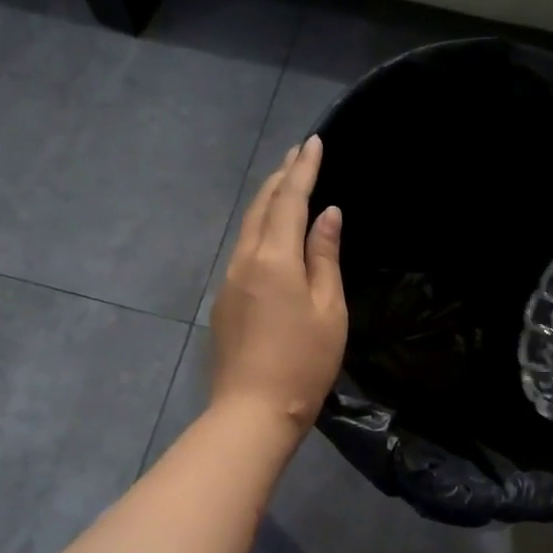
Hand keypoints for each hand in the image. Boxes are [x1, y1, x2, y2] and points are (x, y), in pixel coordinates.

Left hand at [209, 136, 347, 433]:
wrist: (252, 410)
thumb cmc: (303, 363)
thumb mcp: (328, 309)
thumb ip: (325, 257)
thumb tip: (327, 215)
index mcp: (275, 258)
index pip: (290, 200)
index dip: (303, 169)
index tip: (313, 141)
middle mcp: (245, 260)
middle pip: (262, 207)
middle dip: (281, 177)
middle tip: (299, 154)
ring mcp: (229, 280)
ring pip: (248, 227)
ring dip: (267, 201)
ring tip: (286, 184)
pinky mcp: (224, 301)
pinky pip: (243, 250)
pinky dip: (260, 228)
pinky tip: (271, 233)